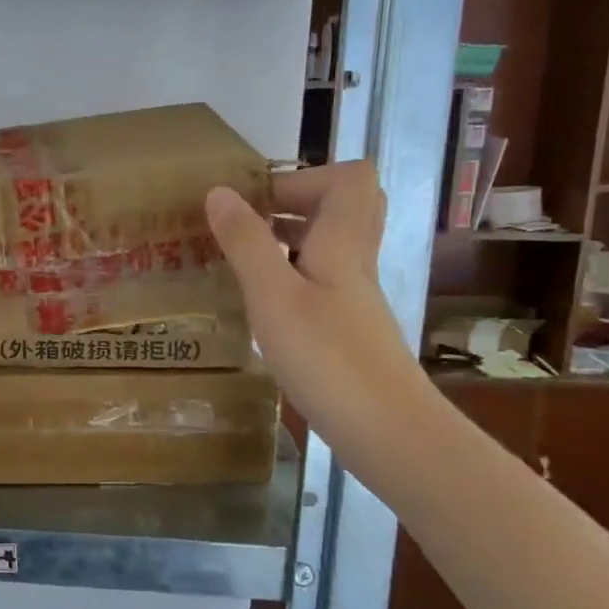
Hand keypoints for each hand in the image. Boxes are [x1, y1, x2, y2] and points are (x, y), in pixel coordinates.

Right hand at [206, 164, 429, 460]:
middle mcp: (355, 263)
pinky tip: (259, 306)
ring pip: (328, 248)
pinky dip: (289, 279)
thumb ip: (246, 242)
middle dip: (293, 205)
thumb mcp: (273, 296)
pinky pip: (320, 283)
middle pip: (343, 209)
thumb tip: (219, 191)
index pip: (349, 178)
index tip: (255, 199)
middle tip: (248, 223)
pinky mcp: (349, 330)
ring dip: (287, 241)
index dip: (303, 176)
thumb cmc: (328, 358)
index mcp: (343, 244)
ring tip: (239, 259)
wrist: (388, 433)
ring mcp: (354, 300)